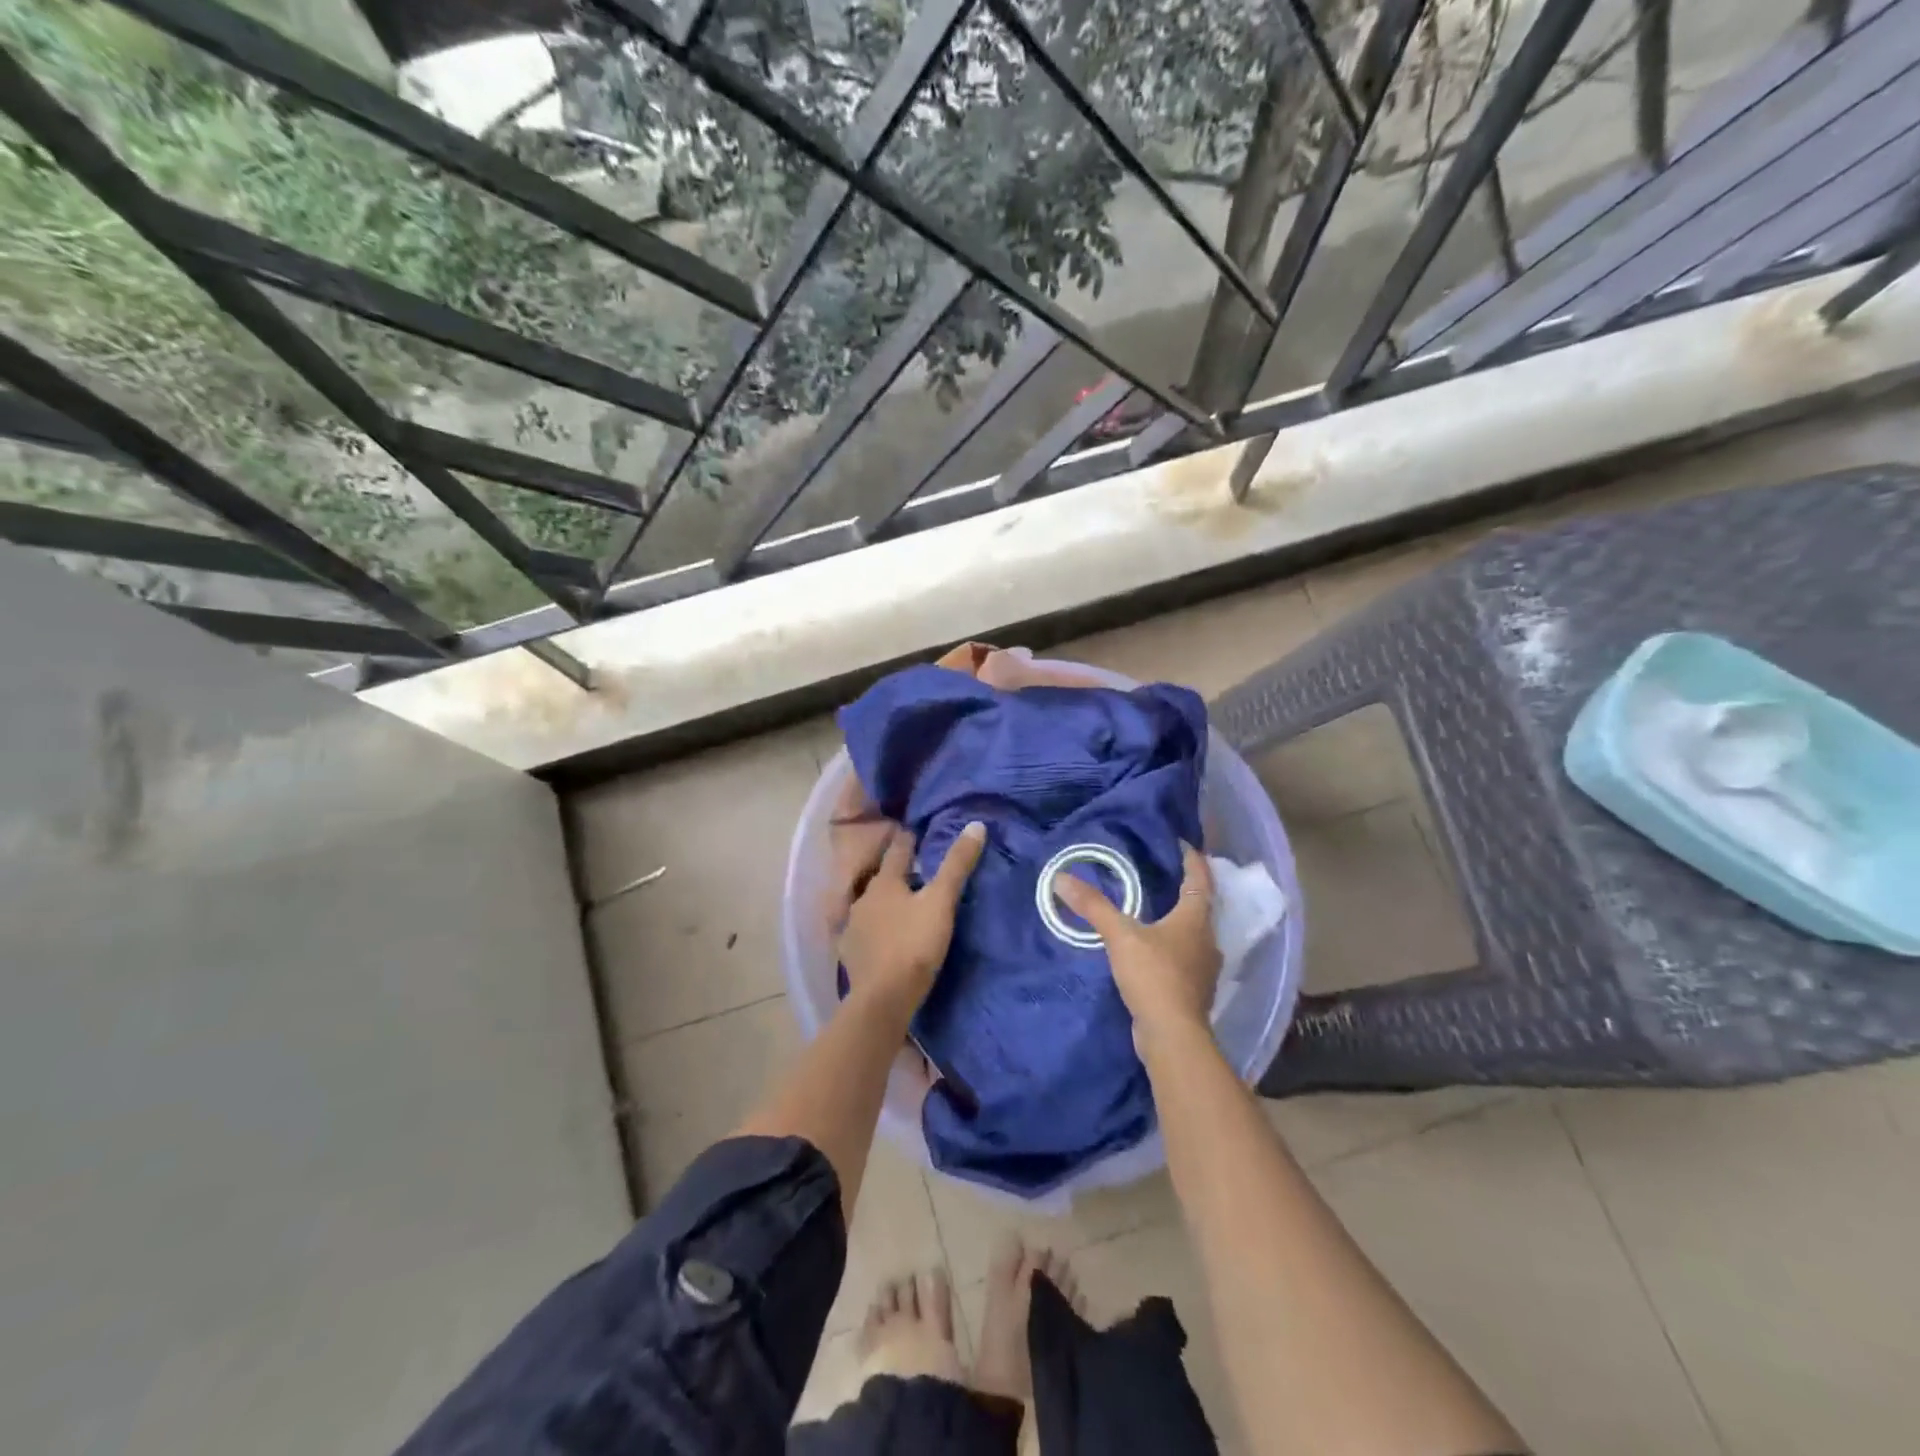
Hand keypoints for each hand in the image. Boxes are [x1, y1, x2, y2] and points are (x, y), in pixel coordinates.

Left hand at [838, 822, 986, 1016]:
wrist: (883, 999)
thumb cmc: (914, 944)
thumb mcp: (941, 902)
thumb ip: (957, 865)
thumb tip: (975, 825)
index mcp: (884, 883)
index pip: (897, 851)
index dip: (908, 840)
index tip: (916, 833)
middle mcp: (862, 899)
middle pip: (882, 879)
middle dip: (896, 873)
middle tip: (915, 871)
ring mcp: (852, 928)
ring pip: (870, 906)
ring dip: (884, 902)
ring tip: (902, 905)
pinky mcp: (850, 954)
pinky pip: (863, 933)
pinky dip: (874, 930)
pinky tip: (882, 937)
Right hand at [1056, 844, 1219, 1050]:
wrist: (1173, 1036)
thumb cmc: (1154, 976)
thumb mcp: (1120, 936)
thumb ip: (1093, 906)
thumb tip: (1061, 878)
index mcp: (1195, 920)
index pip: (1200, 880)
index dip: (1192, 860)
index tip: (1181, 844)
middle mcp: (1206, 940)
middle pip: (1200, 907)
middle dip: (1184, 890)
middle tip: (1162, 874)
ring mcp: (1203, 969)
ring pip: (1192, 935)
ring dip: (1177, 921)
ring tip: (1153, 911)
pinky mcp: (1192, 991)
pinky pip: (1184, 958)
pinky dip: (1171, 948)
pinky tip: (1152, 951)